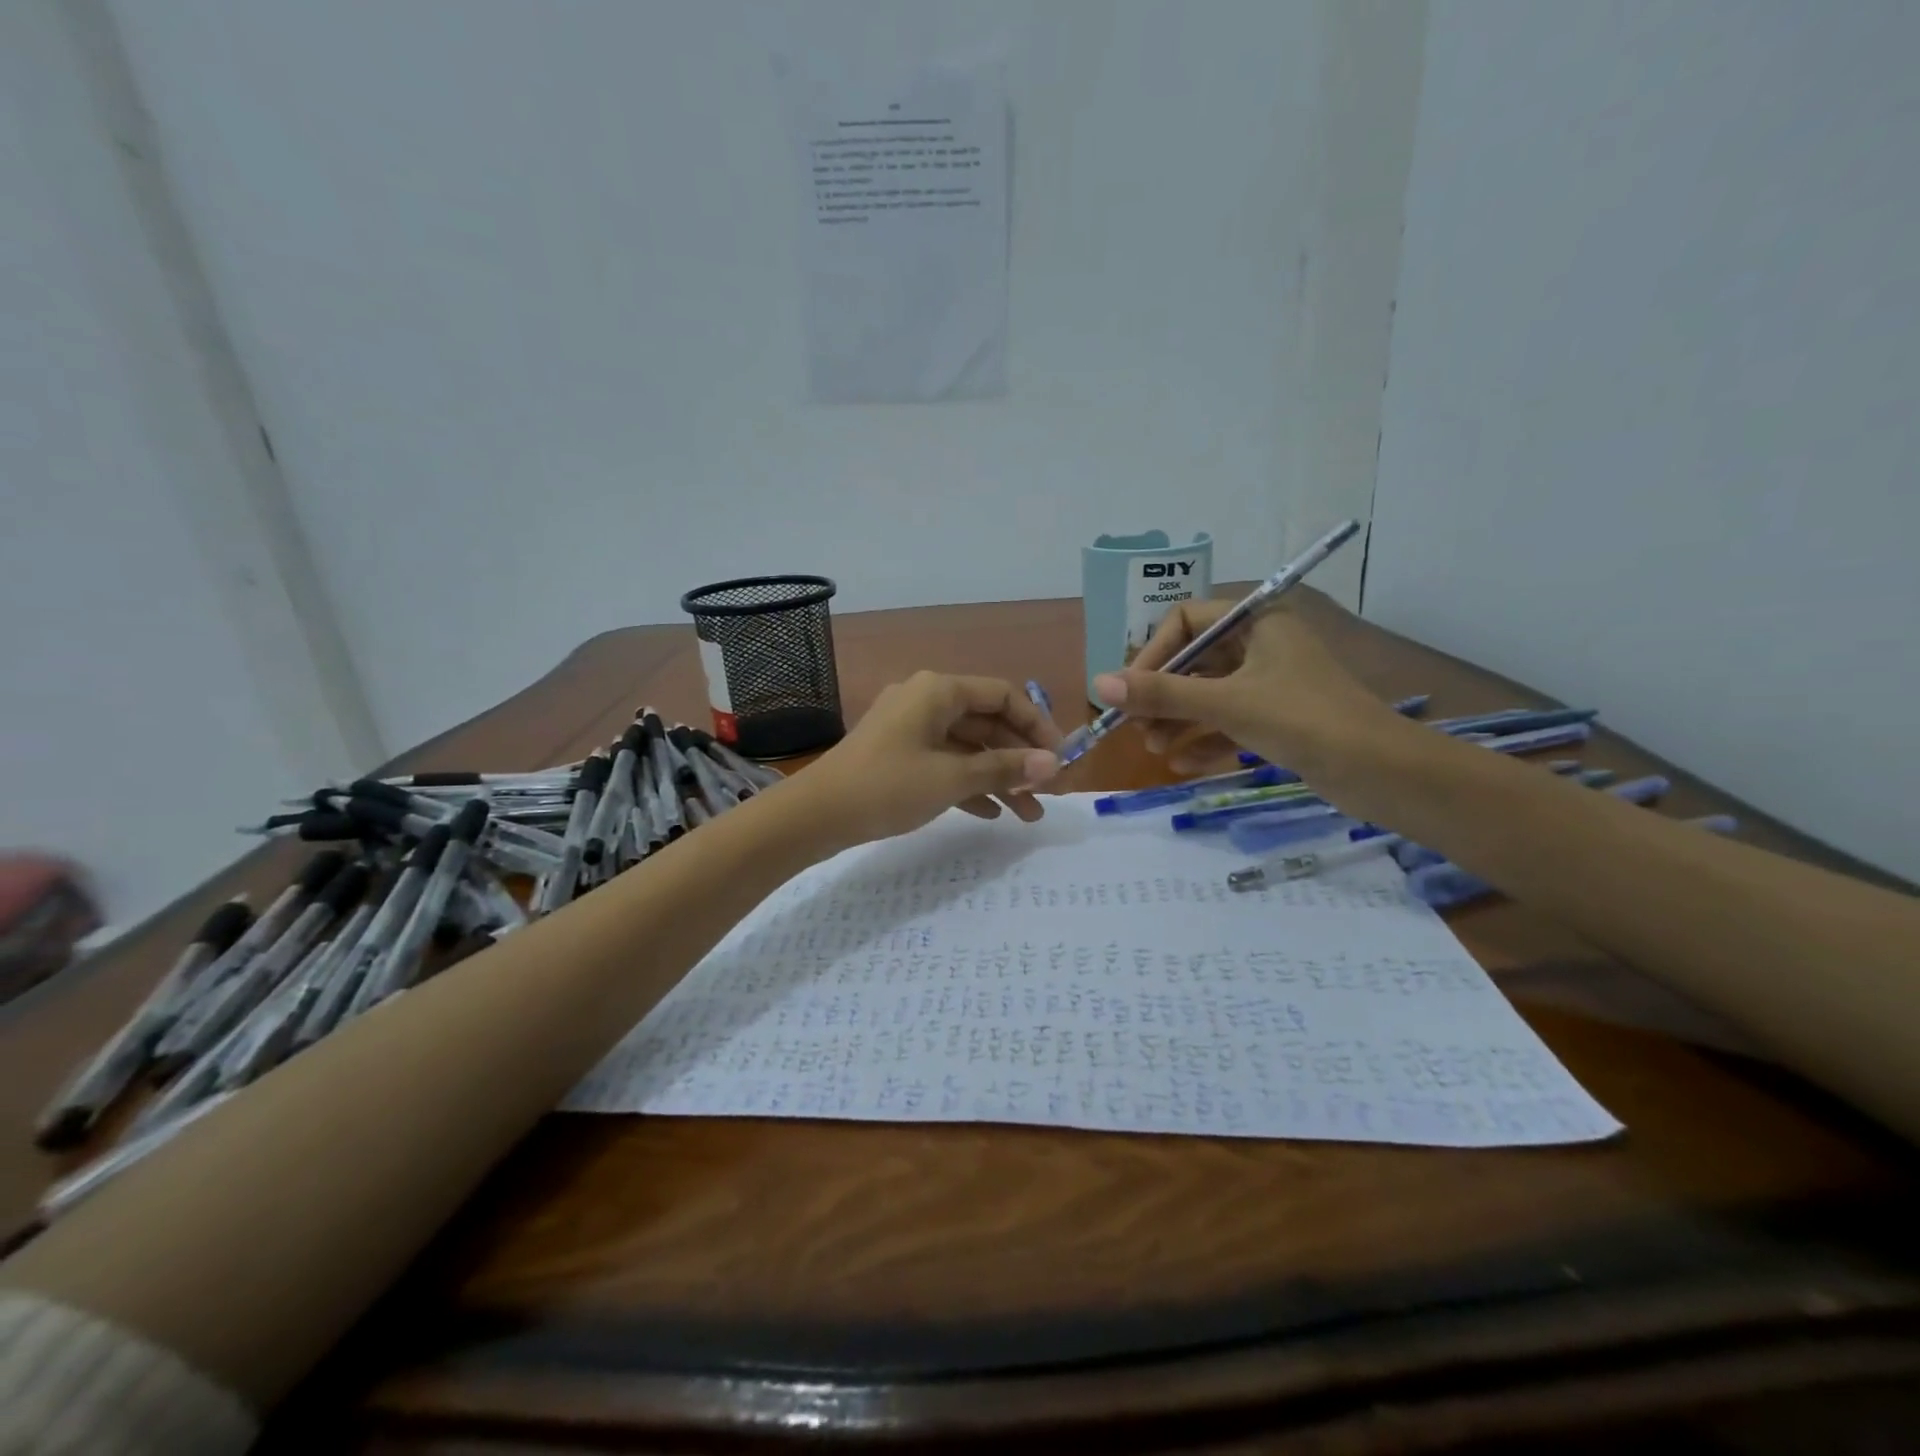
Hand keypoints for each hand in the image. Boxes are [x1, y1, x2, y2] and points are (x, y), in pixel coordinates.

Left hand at [796, 672, 1062, 845]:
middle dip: (1020, 759)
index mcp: (938, 691)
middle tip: (1049, 793)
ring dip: (999, 777)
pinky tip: (991, 813)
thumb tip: (1053, 764)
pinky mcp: (899, 755)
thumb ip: (1004, 768)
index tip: (1061, 759)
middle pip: (988, 723)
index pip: (1003, 696)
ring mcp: (910, 729)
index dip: (1037, 726)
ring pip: (968, 747)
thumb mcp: (951, 778)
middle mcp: (926, 701)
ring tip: (1028, 815)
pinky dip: (969, 784)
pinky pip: (945, 763)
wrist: (815, 816)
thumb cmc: (887, 787)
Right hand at [1091, 593, 1406, 784]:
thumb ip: (1161, 694)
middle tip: (1134, 726)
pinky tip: (1181, 765)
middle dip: (1162, 694)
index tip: (1130, 690)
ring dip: (1178, 719)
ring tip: (1153, 749)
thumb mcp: (1226, 704)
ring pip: (1208, 693)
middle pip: (1194, 660)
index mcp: (1257, 621)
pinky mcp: (1278, 716)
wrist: (1382, 772)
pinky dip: (1204, 738)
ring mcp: (1270, 682)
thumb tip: (1097, 685)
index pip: (1186, 621)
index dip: (1152, 654)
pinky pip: (1228, 720)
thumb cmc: (1303, 720)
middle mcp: (1262, 644)